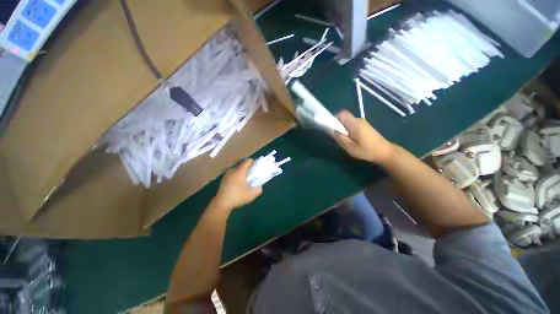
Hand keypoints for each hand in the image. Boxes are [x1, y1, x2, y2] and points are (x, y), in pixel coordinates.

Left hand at [212, 159, 261, 213]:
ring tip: (245, 180)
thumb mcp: (251, 195)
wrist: (222, 203)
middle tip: (252, 174)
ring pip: (237, 169)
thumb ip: (258, 190)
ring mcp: (227, 174)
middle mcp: (233, 170)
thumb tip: (259, 186)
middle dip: (248, 168)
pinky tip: (238, 184)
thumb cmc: (237, 197)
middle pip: (242, 164)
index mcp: (240, 171)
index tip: (256, 166)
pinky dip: (237, 175)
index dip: (253, 162)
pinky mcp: (224, 178)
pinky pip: (233, 173)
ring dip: (242, 172)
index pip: (247, 161)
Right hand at [333, 110, 394, 164]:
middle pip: (344, 118)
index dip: (334, 118)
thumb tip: (333, 130)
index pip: (342, 114)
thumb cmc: (367, 151)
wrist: (385, 152)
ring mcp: (362, 123)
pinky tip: (352, 141)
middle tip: (339, 138)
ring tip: (346, 141)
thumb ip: (340, 138)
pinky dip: (348, 131)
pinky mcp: (364, 127)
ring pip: (347, 122)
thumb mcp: (350, 147)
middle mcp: (359, 120)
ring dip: (343, 130)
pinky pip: (352, 125)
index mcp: (355, 124)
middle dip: (338, 126)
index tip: (332, 128)